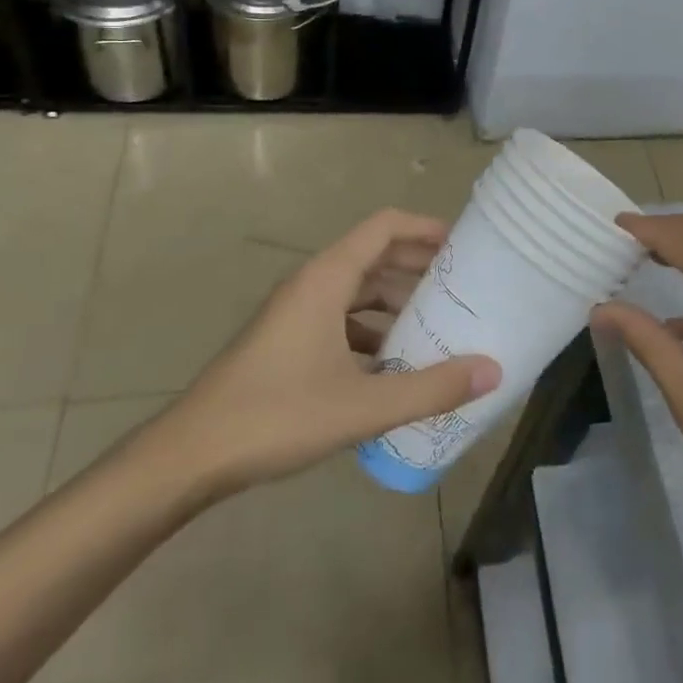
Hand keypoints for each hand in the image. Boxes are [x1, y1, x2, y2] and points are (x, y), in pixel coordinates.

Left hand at [142, 210, 500, 501]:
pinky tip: (393, 364)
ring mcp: (297, 312)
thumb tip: (492, 371)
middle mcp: (312, 284)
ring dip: (397, 300)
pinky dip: (373, 329)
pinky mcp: (287, 340)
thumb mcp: (362, 405)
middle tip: (463, 286)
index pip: (385, 226)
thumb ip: (430, 388)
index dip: (426, 228)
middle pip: (375, 255)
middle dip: (419, 266)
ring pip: (358, 290)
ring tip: (438, 323)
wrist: (190, 456)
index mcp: (328, 278)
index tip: (464, 245)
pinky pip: (341, 318)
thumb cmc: (276, 415)